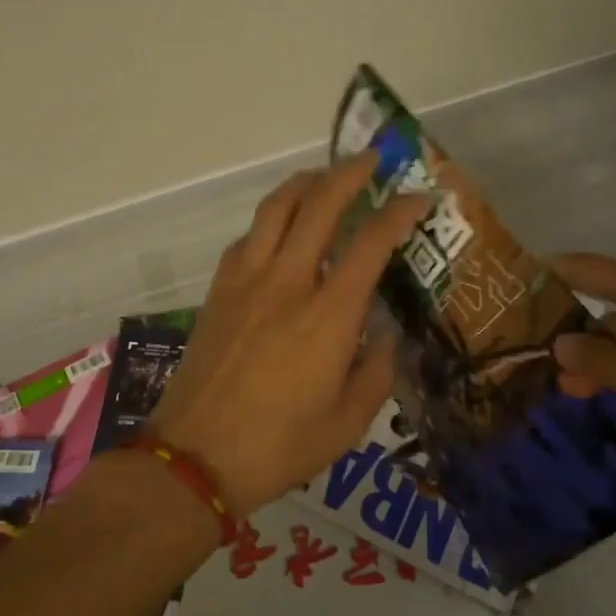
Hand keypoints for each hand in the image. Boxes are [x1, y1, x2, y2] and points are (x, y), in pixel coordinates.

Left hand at [148, 154, 432, 514]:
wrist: (195, 457)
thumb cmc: (279, 447)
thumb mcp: (348, 422)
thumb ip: (377, 371)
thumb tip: (384, 335)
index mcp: (327, 315)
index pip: (370, 243)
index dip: (399, 212)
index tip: (420, 197)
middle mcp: (286, 283)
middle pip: (318, 205)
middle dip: (350, 173)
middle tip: (372, 159)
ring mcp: (245, 282)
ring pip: (275, 209)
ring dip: (305, 183)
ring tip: (324, 176)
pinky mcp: (218, 291)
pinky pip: (248, 237)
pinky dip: (272, 219)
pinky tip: (281, 229)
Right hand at [549, 253, 615, 475]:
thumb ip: (604, 363)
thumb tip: (559, 342)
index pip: (591, 269)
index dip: (551, 272)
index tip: (513, 283)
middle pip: (609, 302)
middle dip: (574, 332)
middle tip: (540, 360)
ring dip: (603, 353)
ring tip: (574, 387)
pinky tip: (615, 387)